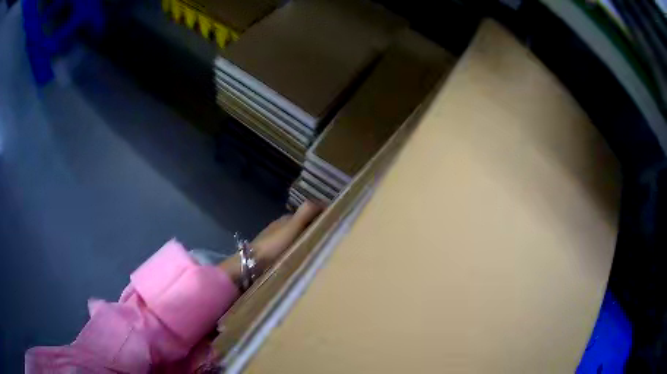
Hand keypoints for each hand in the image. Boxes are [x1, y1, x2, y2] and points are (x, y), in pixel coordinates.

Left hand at [218, 201, 322, 288]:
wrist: (252, 264)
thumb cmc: (274, 245)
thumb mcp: (292, 227)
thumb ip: (306, 213)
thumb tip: (323, 201)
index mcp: (286, 219)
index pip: (307, 213)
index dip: (321, 216)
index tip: (335, 224)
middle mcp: (280, 228)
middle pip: (302, 226)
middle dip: (315, 230)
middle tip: (332, 240)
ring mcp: (275, 242)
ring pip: (296, 238)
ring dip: (307, 242)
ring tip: (321, 251)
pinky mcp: (272, 255)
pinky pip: (291, 250)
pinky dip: (299, 252)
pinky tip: (304, 260)